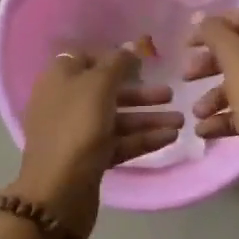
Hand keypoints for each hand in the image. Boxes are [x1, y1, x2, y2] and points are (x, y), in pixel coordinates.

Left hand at [11, 46, 181, 238]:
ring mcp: (77, 133)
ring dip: (148, 118)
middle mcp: (65, 102)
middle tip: (171, 94)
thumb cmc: (77, 126)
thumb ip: (117, 63)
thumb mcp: (98, 85)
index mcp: (60, 78)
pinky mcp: (89, 159)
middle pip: (107, 91)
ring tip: (181, 121)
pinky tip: (170, 137)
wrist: (58, 191)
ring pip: (117, 119)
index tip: (142, 63)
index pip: (87, 59)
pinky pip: (119, 142)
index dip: (114, 59)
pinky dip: (142, 139)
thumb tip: (130, 47)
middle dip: (141, 93)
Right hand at [187, 8, 238, 233]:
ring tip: (197, 114)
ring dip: (216, 94)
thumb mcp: (235, 59)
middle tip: (186, 78)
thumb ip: (216, 33)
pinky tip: (207, 130)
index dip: (213, 27)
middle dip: (211, 64)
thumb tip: (205, 20)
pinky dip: (230, 115)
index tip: (187, 45)